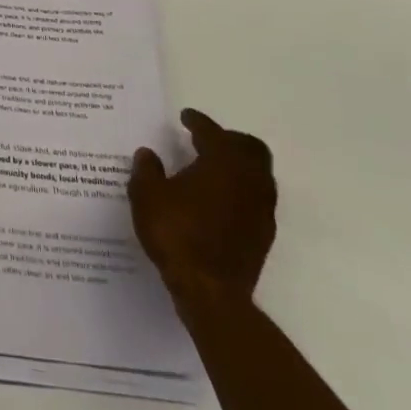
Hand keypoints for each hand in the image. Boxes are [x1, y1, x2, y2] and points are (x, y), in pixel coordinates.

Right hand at [129, 109, 275, 305]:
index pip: (212, 132)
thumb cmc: (176, 234)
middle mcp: (248, 180)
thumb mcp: (147, 196)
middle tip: (206, 140)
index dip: (198, 121)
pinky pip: (257, 199)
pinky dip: (241, 190)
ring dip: (239, 165)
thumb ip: (147, 170)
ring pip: (258, 174)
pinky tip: (219, 200)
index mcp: (221, 162)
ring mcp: (261, 209)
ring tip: (213, 169)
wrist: (210, 292)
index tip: (186, 117)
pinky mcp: (263, 235)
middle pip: (250, 148)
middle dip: (229, 139)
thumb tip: (148, 154)